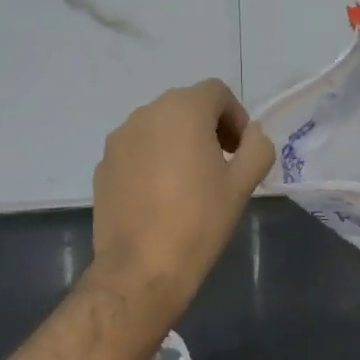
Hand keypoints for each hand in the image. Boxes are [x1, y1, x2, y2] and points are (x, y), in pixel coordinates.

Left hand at [91, 79, 273, 309]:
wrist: (142, 267)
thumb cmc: (199, 221)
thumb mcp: (243, 183)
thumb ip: (257, 147)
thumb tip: (252, 134)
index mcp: (183, 111)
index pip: (216, 91)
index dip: (235, 116)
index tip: (240, 150)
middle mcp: (146, 114)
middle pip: (185, 105)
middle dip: (208, 126)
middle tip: (221, 164)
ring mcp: (119, 139)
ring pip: (158, 127)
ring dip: (178, 142)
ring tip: (189, 182)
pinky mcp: (103, 165)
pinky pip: (136, 149)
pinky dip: (153, 159)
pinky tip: (160, 197)